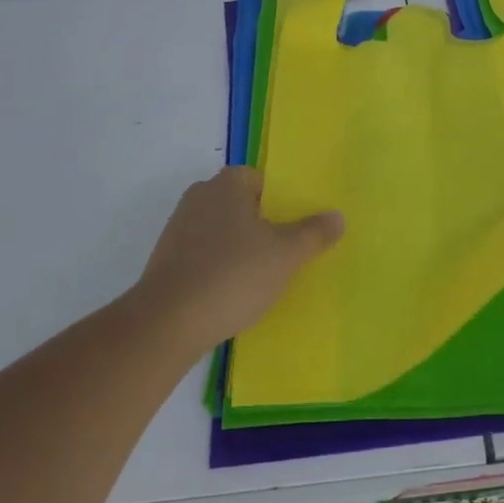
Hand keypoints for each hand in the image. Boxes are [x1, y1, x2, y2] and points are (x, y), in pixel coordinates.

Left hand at [133, 168, 342, 350]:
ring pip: (222, 232)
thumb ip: (314, 233)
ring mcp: (178, 229)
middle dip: (263, 225)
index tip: (297, 227)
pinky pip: (204, 256)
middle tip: (287, 252)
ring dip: (241, 249)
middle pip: (242, 205)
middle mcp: (199, 197)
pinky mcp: (167, 261)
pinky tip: (234, 293)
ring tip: (263, 277)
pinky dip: (220, 268)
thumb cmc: (233, 275)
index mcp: (226, 184)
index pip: (261, 180)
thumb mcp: (286, 254)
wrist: (168, 322)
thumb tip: (337, 217)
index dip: (282, 202)